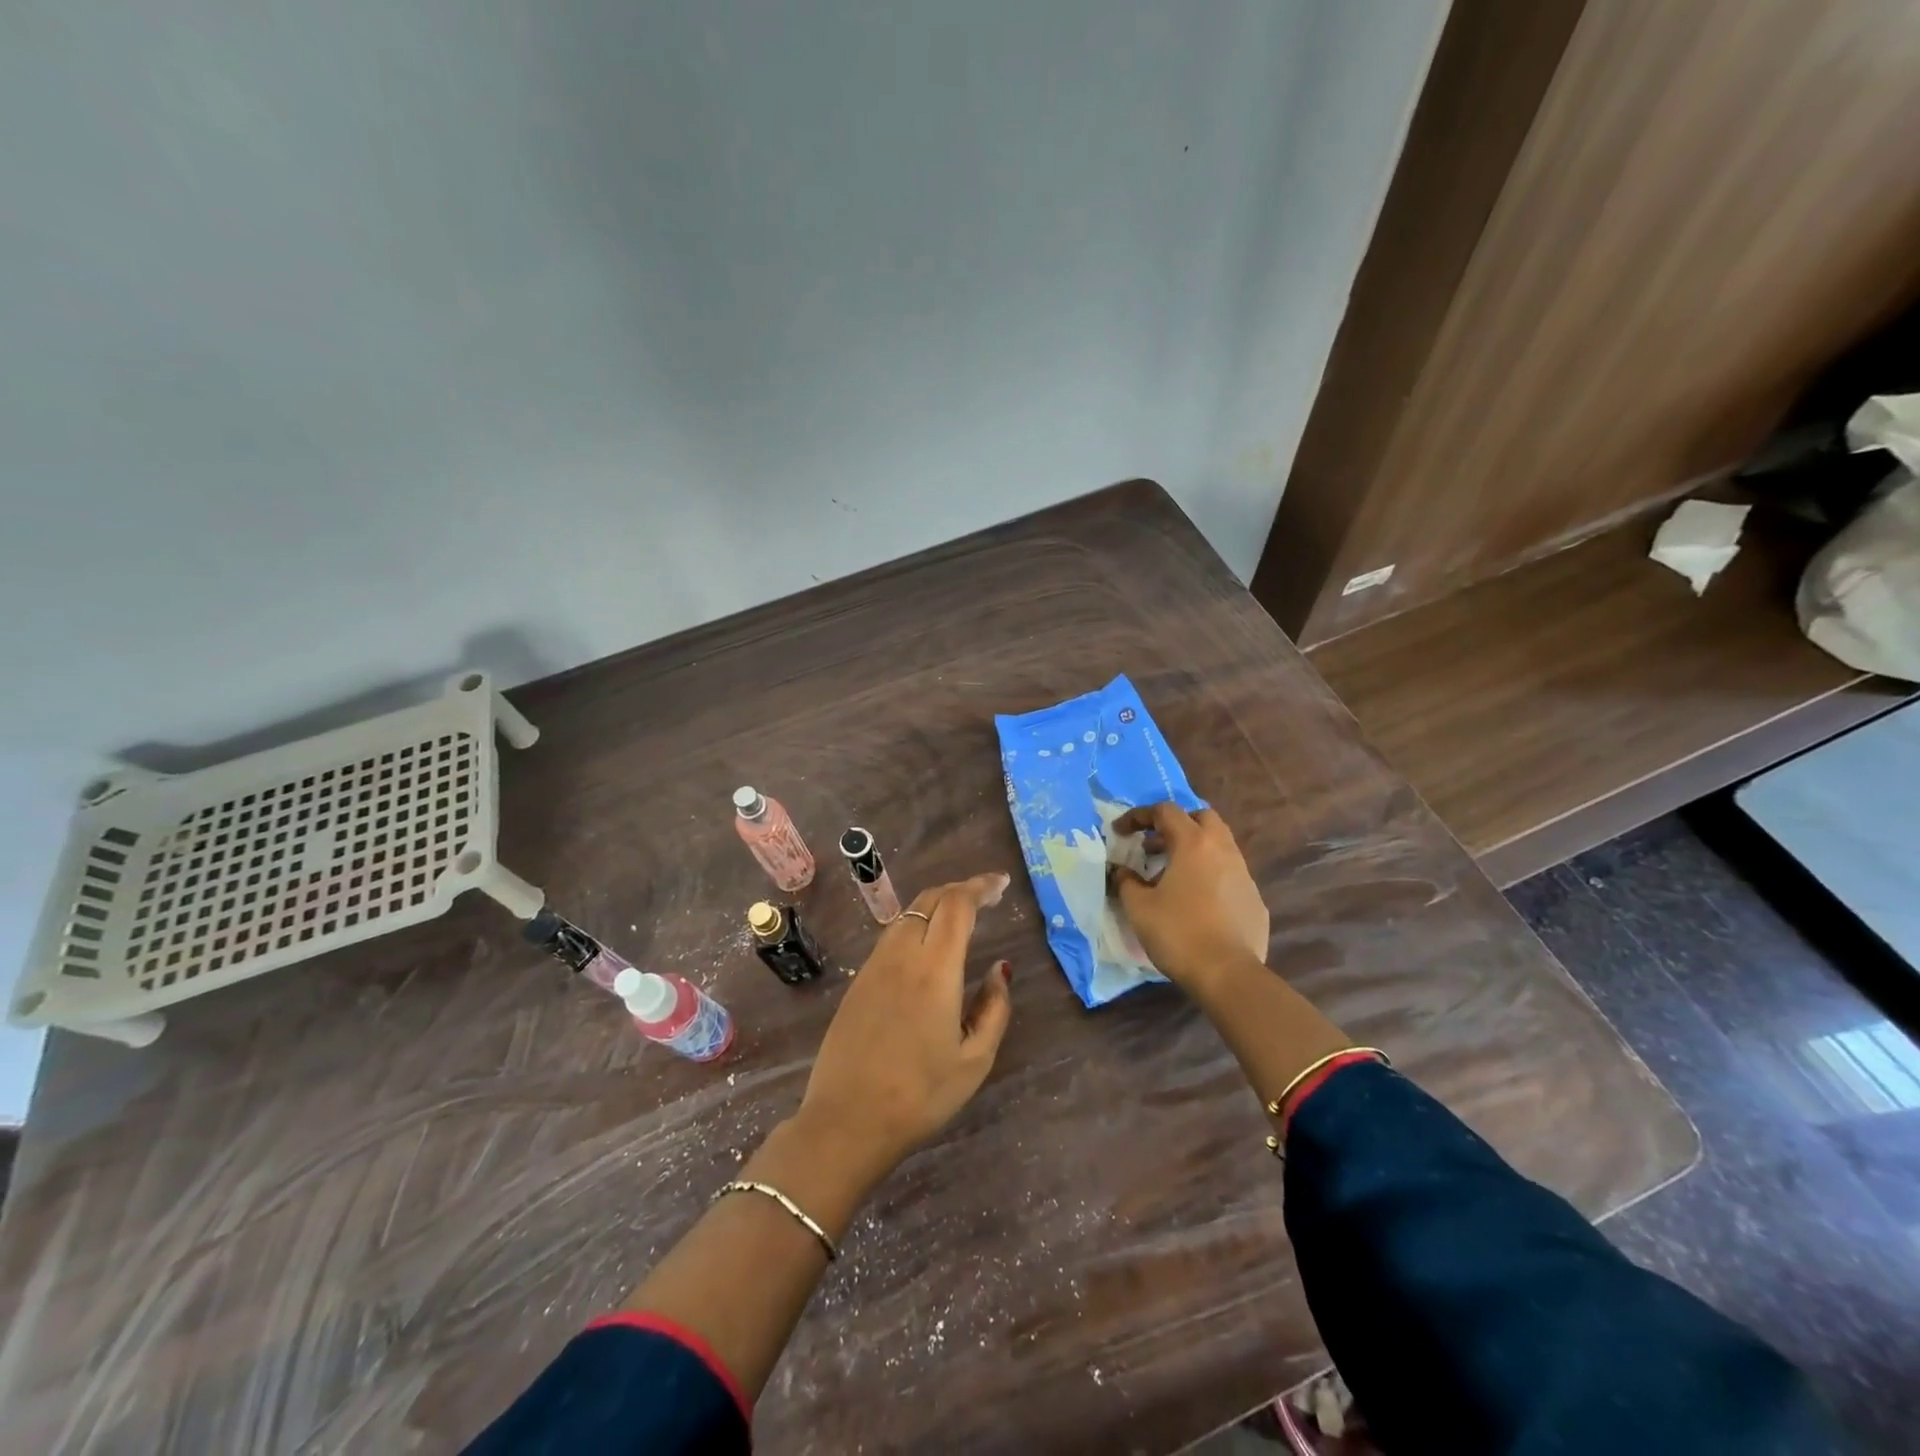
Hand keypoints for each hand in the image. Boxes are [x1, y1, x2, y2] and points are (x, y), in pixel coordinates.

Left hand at [795, 872, 1014, 1181]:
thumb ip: (994, 1008)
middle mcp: (901, 955)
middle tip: (986, 896)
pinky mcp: (858, 981)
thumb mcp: (974, 1060)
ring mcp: (874, 966)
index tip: (1001, 883)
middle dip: (960, 889)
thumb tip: (1001, 969)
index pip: (957, 905)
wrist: (846, 1121)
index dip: (980, 887)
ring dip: (936, 905)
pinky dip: (916, 925)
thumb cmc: (920, 1095)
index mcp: (934, 969)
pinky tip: (928, 946)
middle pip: (930, 900)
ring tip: (961, 916)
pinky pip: (891, 936)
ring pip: (907, 915)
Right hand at [1111, 803, 1268, 994]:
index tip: (1120, 832)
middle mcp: (1222, 850)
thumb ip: (1126, 881)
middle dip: (1176, 824)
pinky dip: (1209, 875)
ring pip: (1219, 845)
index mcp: (1193, 843)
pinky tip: (1196, 901)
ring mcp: (1243, 874)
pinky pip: (1229, 874)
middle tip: (1154, 845)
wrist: (1227, 974)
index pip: (1165, 811)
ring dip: (1194, 849)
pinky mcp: (1254, 899)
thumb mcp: (1139, 906)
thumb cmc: (1178, 933)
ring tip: (1172, 874)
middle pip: (1201, 817)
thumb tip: (1121, 871)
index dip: (1138, 816)